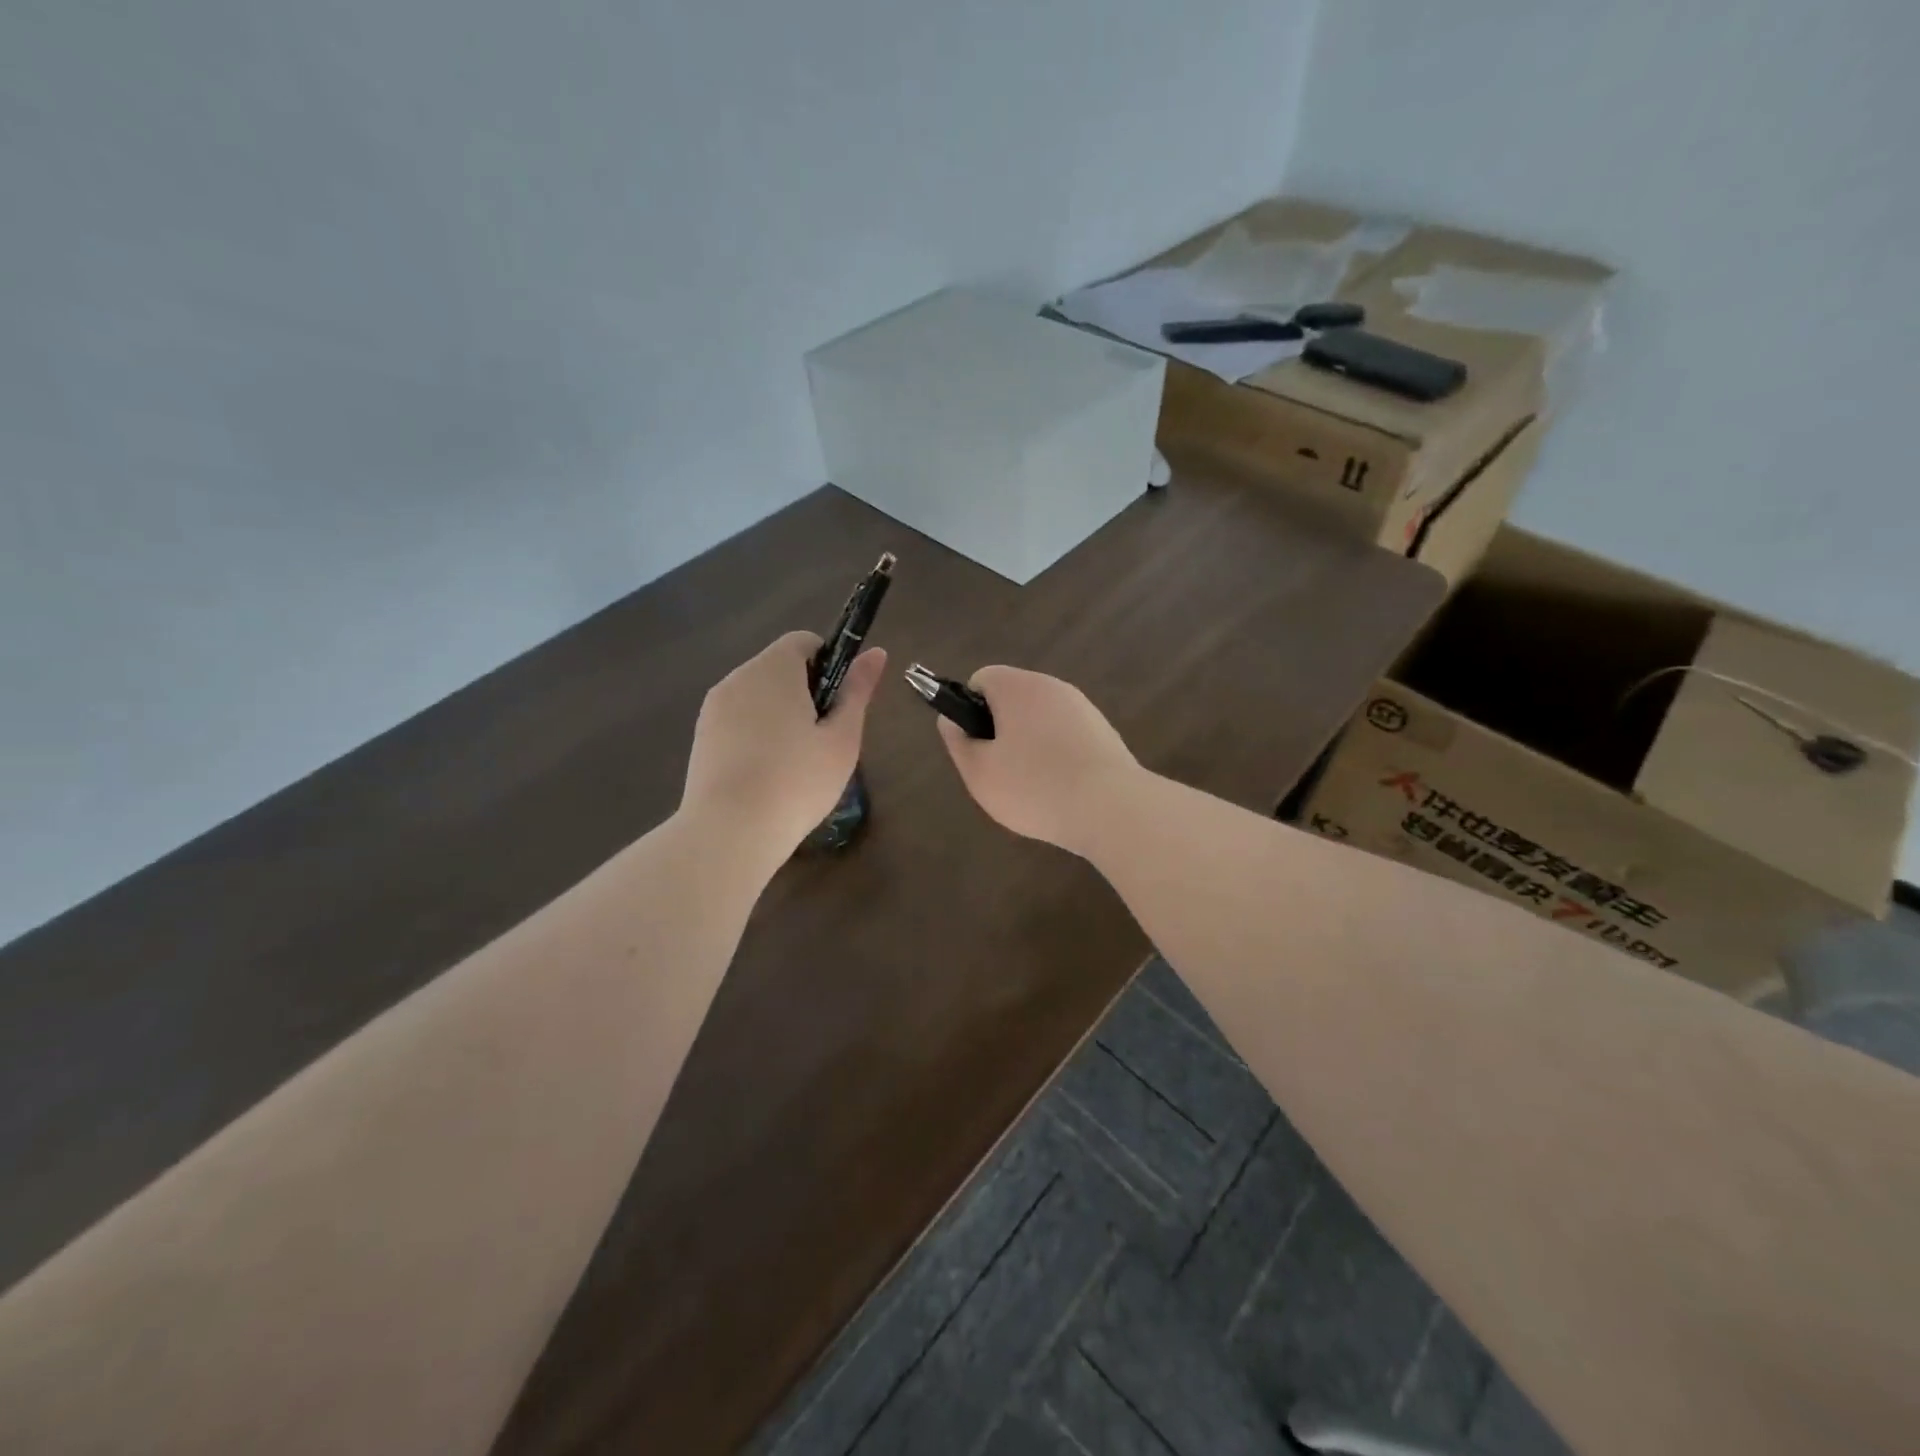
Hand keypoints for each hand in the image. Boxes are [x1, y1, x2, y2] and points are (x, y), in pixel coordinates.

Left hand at [681, 632, 885, 863]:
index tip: (838, 704)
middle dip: (805, 693)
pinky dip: (756, 737)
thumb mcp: (842, 738)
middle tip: (823, 740)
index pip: (803, 641)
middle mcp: (738, 678)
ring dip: (780, 716)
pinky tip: (767, 776)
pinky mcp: (701, 738)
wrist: (730, 832)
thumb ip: (857, 691)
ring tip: (795, 764)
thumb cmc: (797, 781)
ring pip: (757, 698)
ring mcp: (713, 709)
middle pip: (779, 669)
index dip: (828, 663)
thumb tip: (877, 652)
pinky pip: (738, 722)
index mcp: (773, 669)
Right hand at [935, 666, 1140, 856]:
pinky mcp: (1105, 732)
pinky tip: (1062, 790)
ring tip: (1033, 787)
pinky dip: (1058, 756)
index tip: (976, 746)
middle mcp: (1052, 687)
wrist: (1112, 808)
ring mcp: (1083, 708)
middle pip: (1013, 698)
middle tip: (1000, 771)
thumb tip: (950, 719)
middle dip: (1001, 729)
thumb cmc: (1034, 786)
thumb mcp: (980, 772)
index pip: (982, 679)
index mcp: (1018, 687)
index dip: (970, 709)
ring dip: (1030, 744)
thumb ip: (959, 742)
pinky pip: (1067, 737)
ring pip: (1041, 720)